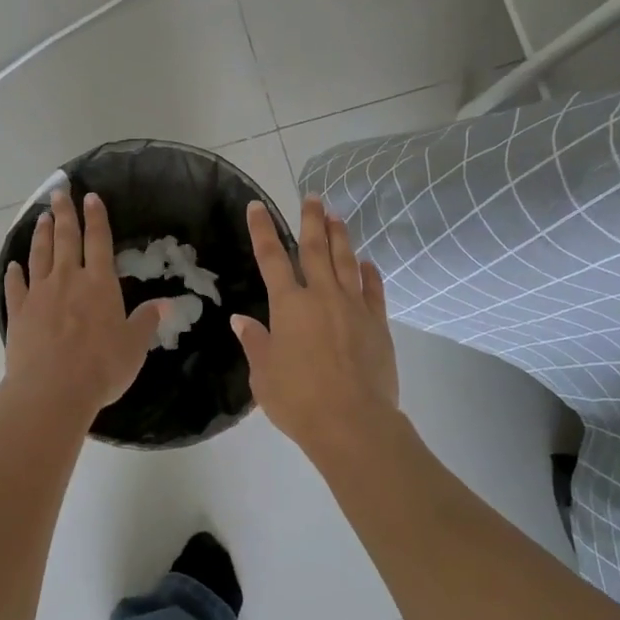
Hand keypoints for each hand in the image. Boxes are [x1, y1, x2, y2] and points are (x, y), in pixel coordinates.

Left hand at [3, 188, 166, 423]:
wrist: (52, 390)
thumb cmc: (101, 367)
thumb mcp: (134, 346)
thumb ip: (147, 321)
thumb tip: (165, 303)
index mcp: (99, 284)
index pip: (98, 241)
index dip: (96, 218)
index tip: (91, 197)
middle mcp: (68, 280)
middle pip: (65, 238)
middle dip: (64, 213)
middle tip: (59, 191)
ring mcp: (39, 294)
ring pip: (39, 255)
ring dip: (41, 234)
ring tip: (41, 217)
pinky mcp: (18, 313)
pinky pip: (15, 287)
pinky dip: (14, 273)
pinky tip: (13, 265)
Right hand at [232, 196, 397, 456]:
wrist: (353, 423)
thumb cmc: (298, 400)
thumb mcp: (264, 375)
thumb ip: (255, 342)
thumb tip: (241, 319)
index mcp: (289, 305)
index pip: (271, 258)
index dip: (262, 230)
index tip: (258, 206)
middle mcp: (321, 296)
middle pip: (315, 249)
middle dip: (311, 220)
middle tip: (312, 196)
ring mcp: (353, 307)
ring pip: (346, 261)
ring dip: (340, 236)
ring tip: (336, 215)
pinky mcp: (377, 324)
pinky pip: (373, 290)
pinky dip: (369, 273)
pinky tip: (367, 263)